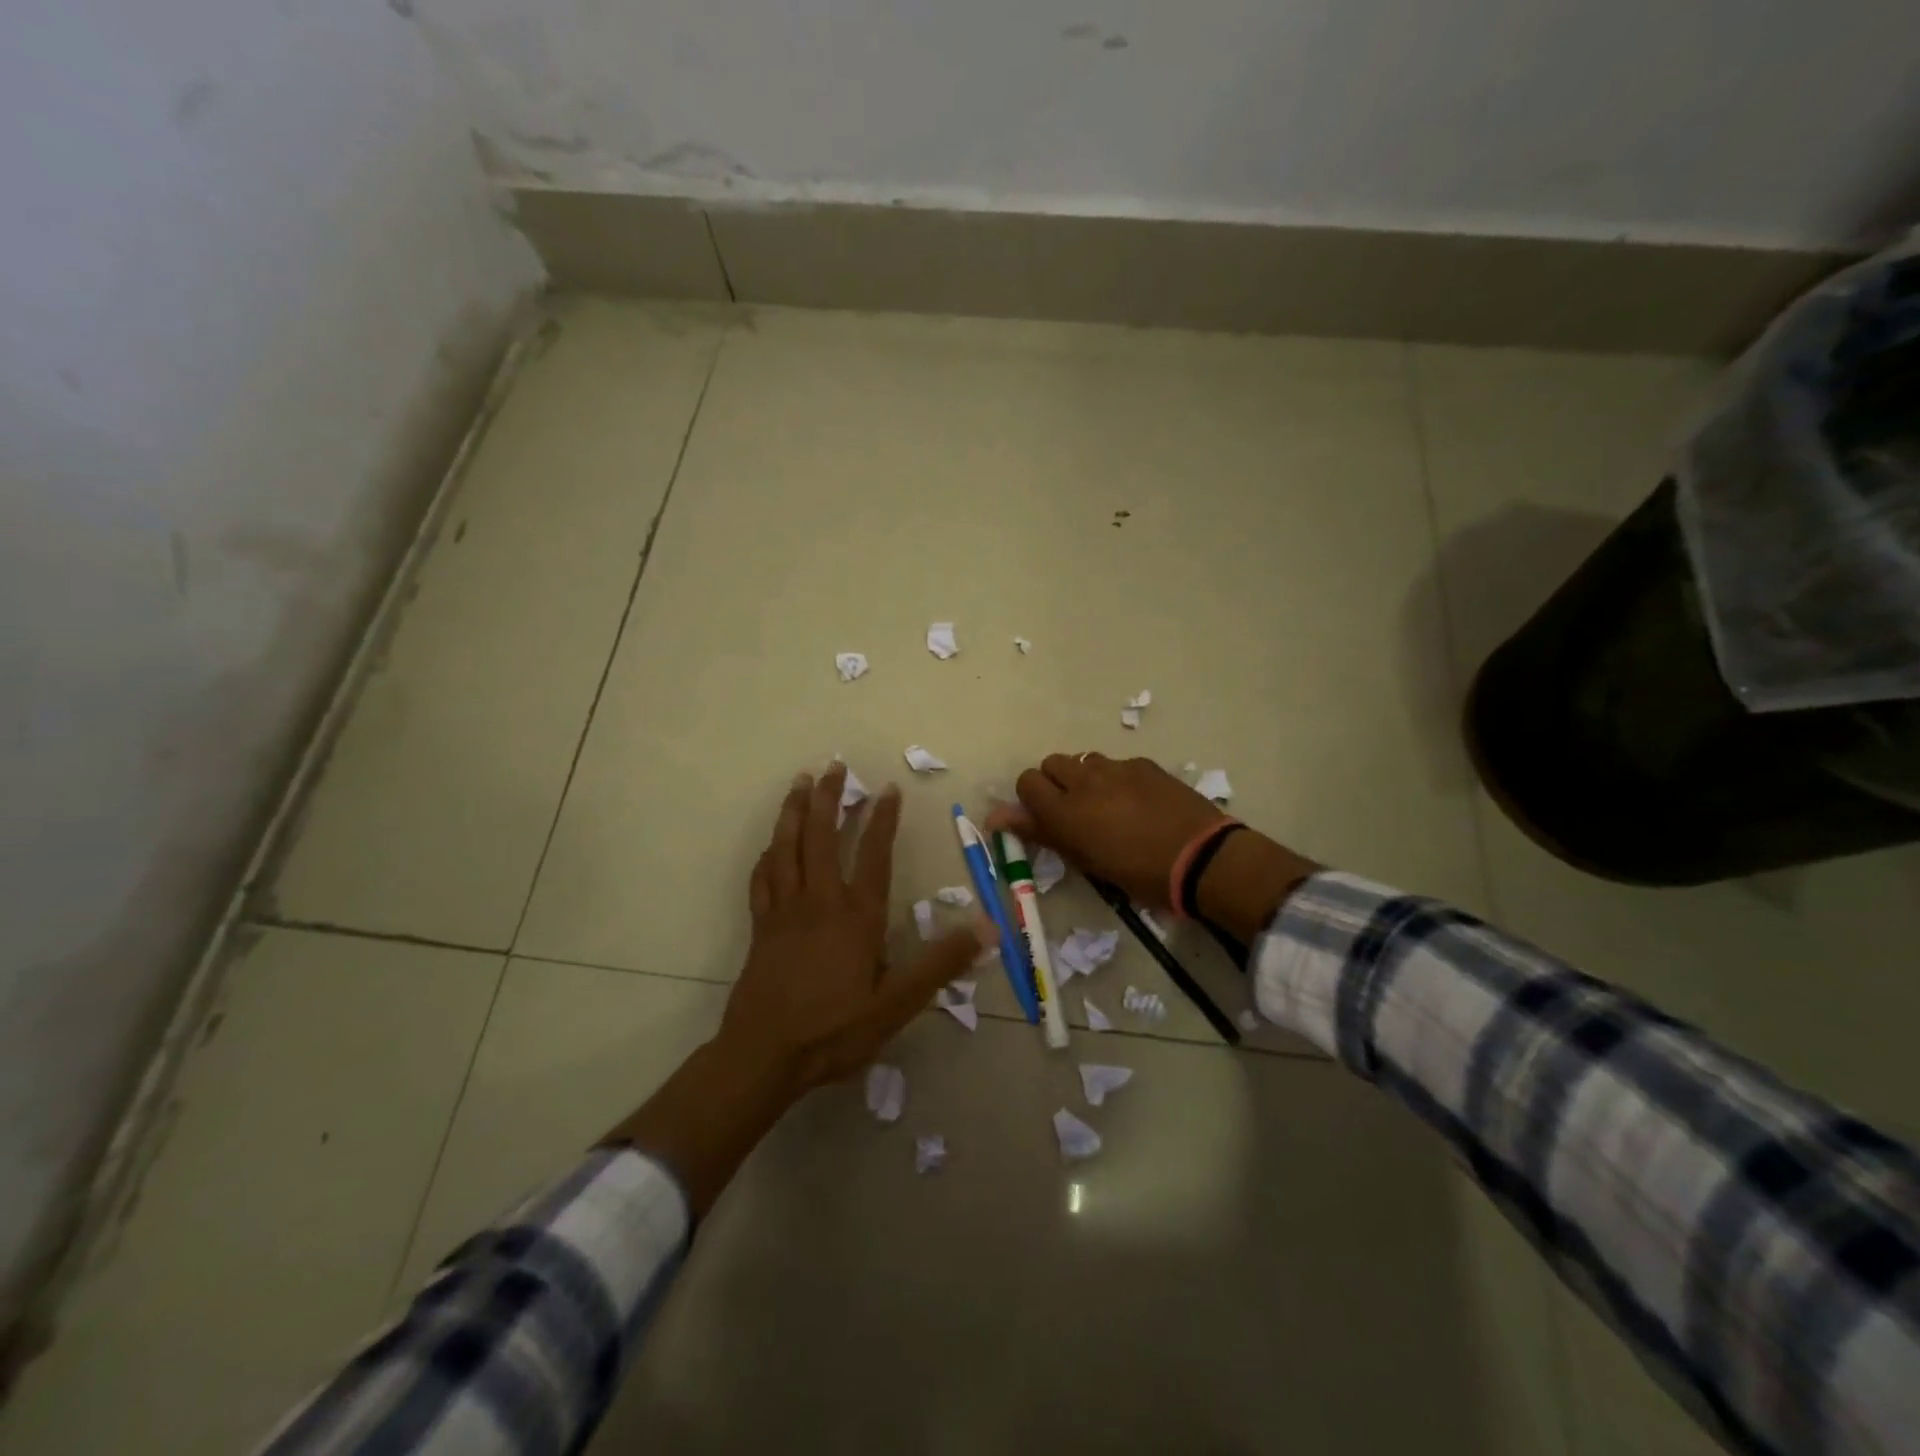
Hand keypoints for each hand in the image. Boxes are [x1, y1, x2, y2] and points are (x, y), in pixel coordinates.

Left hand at [604, 764, 983, 1214]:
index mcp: (856, 916)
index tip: (888, 788)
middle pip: (823, 837)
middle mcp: (819, 901)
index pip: (873, 855)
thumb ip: (940, 963)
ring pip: (787, 848)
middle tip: (834, 766)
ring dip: (794, 812)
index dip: (882, 819)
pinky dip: (768, 855)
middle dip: (829, 798)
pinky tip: (771, 846)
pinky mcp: (761, 926)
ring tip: (800, 783)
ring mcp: (785, 911)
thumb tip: (987, 927)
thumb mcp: (897, 1004)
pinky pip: (762, 879)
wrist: (764, 1056)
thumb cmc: (835, 1030)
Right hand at [984, 753, 1229, 905]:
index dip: (1032, 800)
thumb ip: (1040, 832)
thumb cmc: (1138, 873)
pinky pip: (1116, 764)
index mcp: (1065, 809)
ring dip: (1085, 778)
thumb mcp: (1085, 860)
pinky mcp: (1143, 764)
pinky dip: (1116, 779)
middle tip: (1074, 811)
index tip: (1045, 819)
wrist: (1201, 858)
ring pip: (1083, 760)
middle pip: (1051, 763)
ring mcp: (1116, 768)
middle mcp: (1084, 779)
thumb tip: (995, 817)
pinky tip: (1137, 802)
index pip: (1026, 782)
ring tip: (1106, 805)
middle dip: (1055, 783)